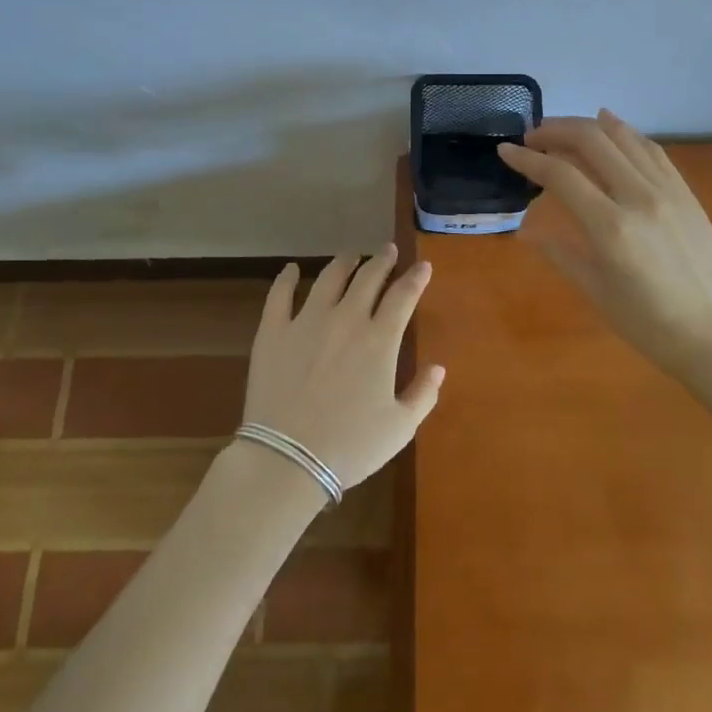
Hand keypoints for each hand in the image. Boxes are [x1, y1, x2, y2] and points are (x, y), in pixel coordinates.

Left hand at [241, 246, 444, 489]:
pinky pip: (279, 295)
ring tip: (351, 256)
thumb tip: (438, 367)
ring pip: (329, 277)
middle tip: (388, 250)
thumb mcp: (399, 428)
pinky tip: (291, 270)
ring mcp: (307, 321)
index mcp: (380, 339)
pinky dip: (287, 278)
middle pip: (368, 277)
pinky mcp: (273, 332)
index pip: (403, 295)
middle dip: (382, 260)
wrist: (287, 460)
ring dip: (344, 262)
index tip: (423, 266)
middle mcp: (346, 319)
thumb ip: (423, 394)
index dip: (416, 277)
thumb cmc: (350, 447)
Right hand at [498, 111, 711, 375]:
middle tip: (532, 138)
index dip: (527, 159)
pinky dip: (625, 132)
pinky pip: (651, 149)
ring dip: (587, 126)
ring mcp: (667, 190)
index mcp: (611, 228)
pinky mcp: (686, 192)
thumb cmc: (651, 326)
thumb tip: (527, 231)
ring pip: (622, 137)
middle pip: (591, 141)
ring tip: (562, 131)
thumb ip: (561, 254)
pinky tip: (609, 125)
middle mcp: (639, 197)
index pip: (560, 175)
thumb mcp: (597, 294)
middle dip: (554, 130)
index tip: (505, 151)